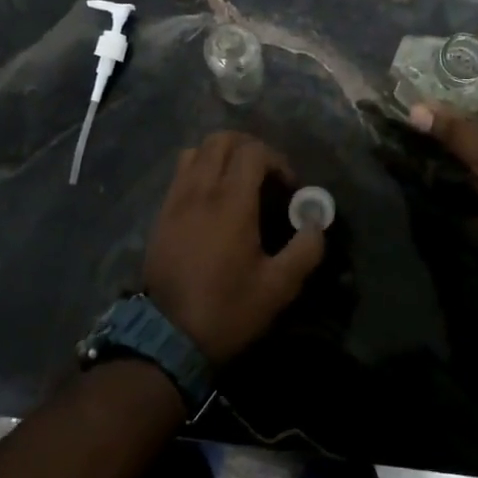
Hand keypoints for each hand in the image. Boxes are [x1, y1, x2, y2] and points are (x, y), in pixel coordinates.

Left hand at [143, 132, 326, 364]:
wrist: (169, 337)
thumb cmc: (229, 310)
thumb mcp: (279, 287)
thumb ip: (305, 250)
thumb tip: (315, 223)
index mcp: (231, 202)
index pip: (253, 151)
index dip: (277, 160)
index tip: (289, 188)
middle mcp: (200, 190)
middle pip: (221, 140)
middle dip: (249, 148)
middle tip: (266, 175)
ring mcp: (176, 200)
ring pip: (196, 151)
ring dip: (220, 155)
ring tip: (237, 181)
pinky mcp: (161, 214)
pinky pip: (180, 173)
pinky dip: (199, 170)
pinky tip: (212, 200)